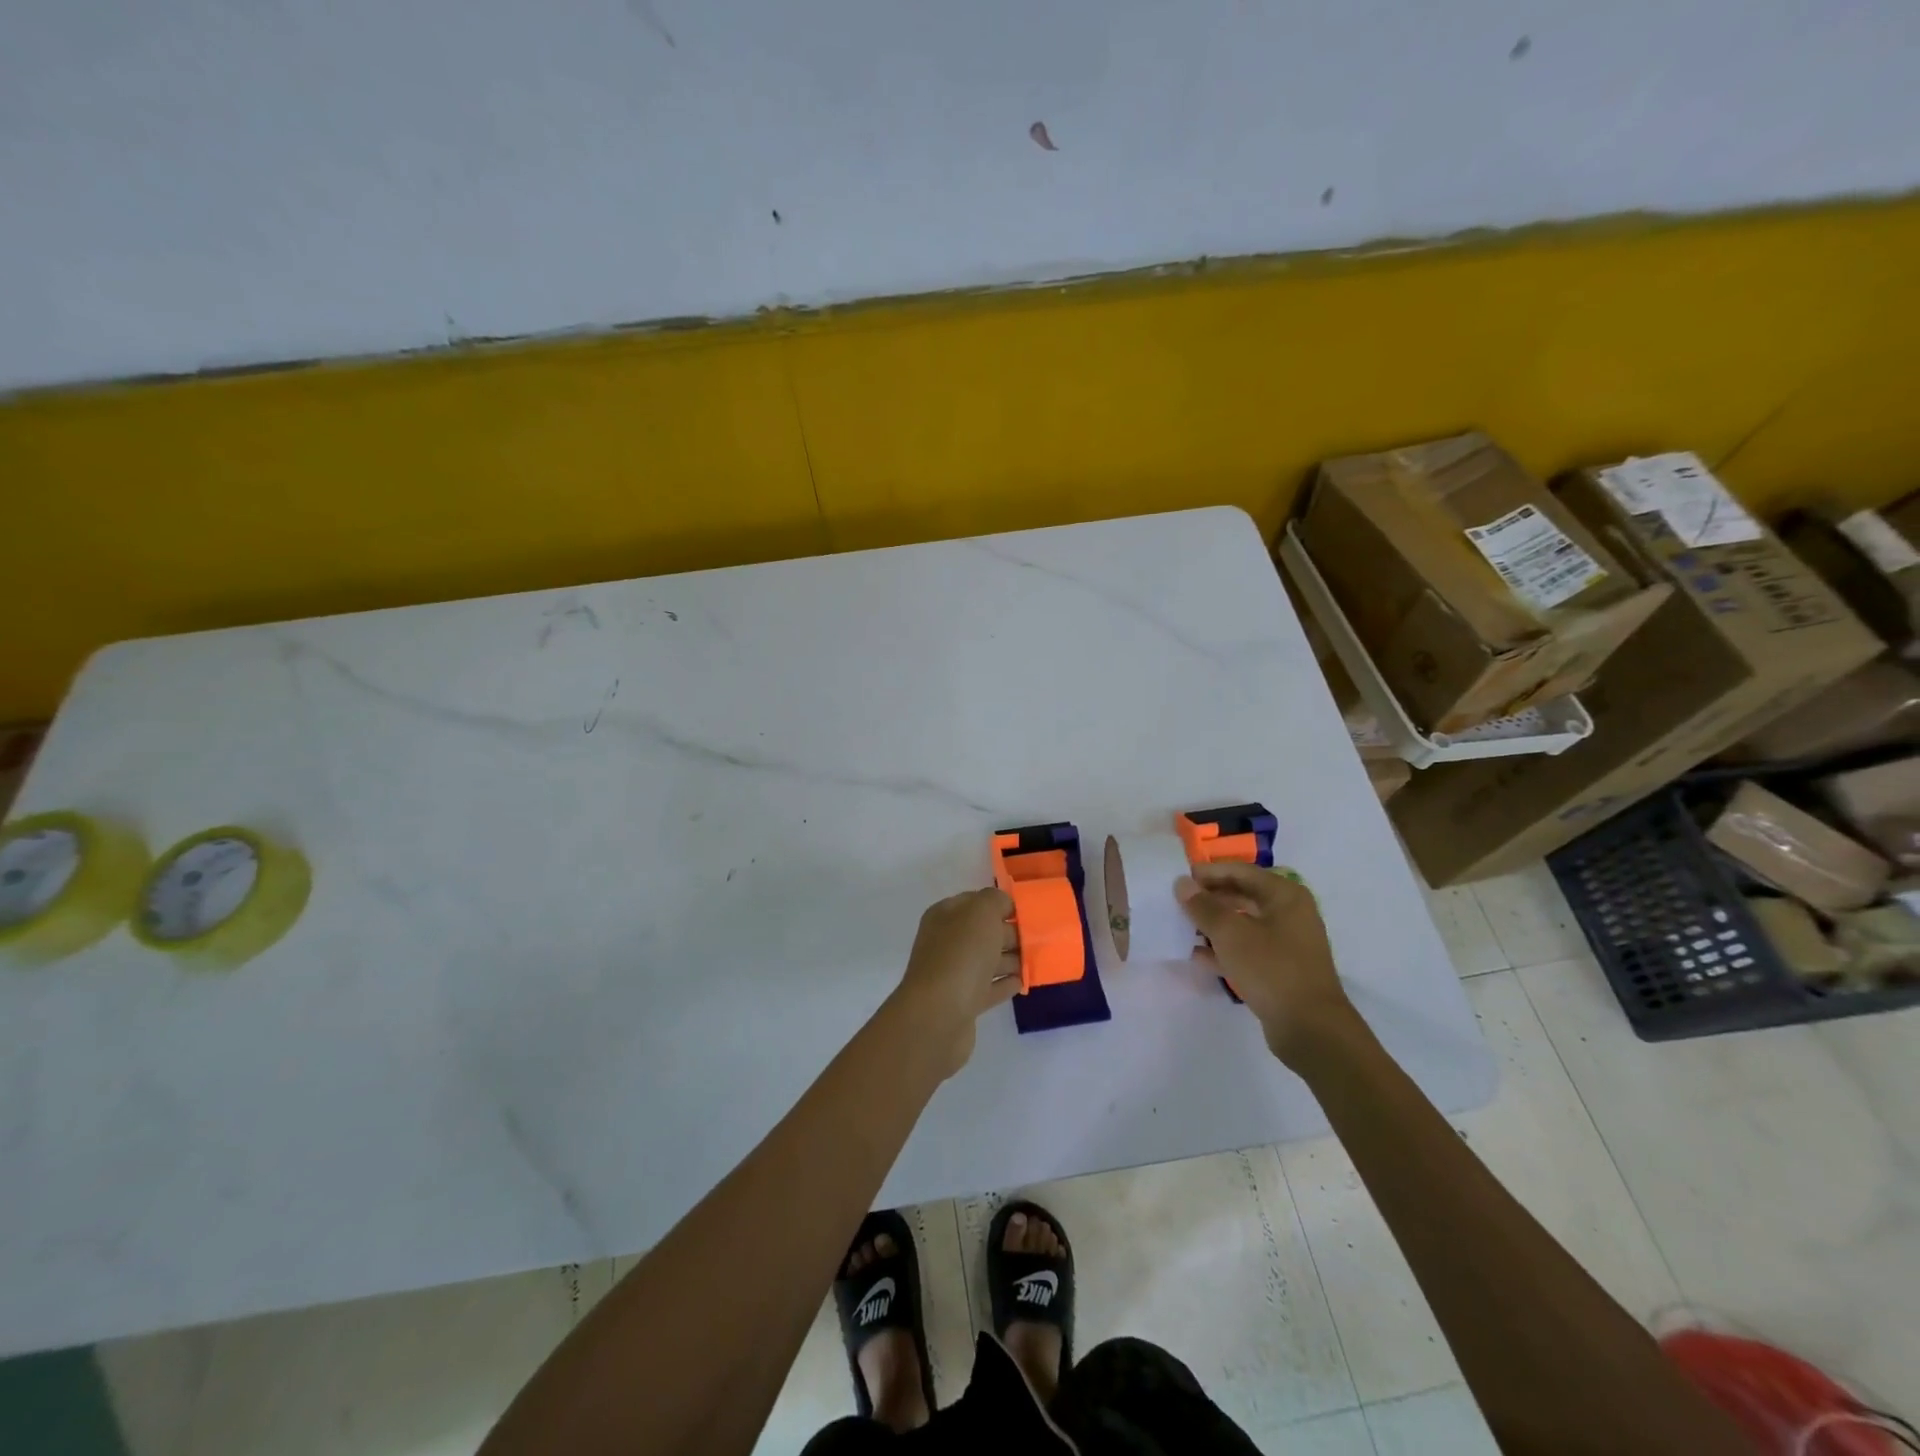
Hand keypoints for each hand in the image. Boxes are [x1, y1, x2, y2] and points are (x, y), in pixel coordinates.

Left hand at [886, 889, 1022, 1078]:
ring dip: (1011, 959)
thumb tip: (1004, 905)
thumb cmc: (961, 955)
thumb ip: (995, 900)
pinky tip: (1023, 982)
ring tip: (1037, 959)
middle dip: (1010, 933)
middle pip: (983, 933)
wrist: (939, 1015)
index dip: (1001, 904)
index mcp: (945, 916)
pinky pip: (989, 988)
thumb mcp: (981, 913)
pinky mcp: (963, 1003)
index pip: (975, 902)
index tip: (1029, 912)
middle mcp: (946, 942)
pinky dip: (1005, 984)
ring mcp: (953, 974)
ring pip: (987, 960)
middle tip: (1040, 938)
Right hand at [1176, 862, 1357, 1066]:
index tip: (1179, 879)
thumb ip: (1203, 906)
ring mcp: (1287, 943)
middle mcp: (1289, 913)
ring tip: (1182, 927)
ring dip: (1214, 924)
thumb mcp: (1230, 933)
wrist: (1310, 1028)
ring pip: (1243, 924)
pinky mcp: (1281, 969)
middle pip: (1243, 895)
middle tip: (1178, 902)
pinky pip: (1247, 949)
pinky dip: (1224, 949)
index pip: (1240, 871)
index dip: (1209, 872)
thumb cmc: (1271, 968)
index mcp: (1284, 895)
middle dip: (1210, 898)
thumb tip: (1182, 883)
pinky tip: (1197, 955)